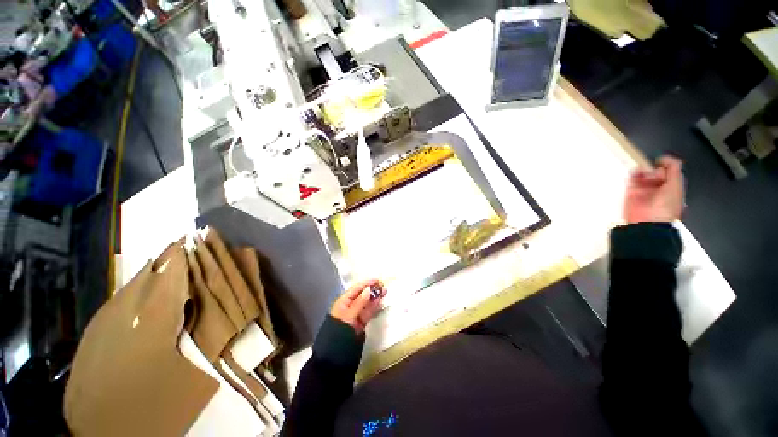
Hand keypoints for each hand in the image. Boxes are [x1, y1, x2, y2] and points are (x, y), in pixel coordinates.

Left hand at [330, 279, 385, 333]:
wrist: (338, 350)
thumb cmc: (340, 328)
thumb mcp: (349, 314)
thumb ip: (360, 302)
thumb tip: (369, 289)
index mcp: (344, 300)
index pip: (356, 288)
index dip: (366, 283)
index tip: (376, 279)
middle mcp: (351, 304)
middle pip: (363, 294)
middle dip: (372, 289)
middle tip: (382, 285)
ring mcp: (357, 312)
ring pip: (368, 302)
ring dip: (376, 296)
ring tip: (384, 290)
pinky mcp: (362, 320)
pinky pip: (369, 310)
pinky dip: (375, 305)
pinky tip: (380, 300)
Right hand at [624, 156, 684, 223]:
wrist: (648, 221)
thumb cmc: (665, 209)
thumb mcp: (676, 186)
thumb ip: (673, 170)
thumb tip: (666, 158)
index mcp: (673, 188)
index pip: (670, 172)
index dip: (667, 166)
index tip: (661, 162)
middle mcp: (659, 188)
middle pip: (656, 172)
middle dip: (654, 170)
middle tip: (653, 174)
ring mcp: (645, 191)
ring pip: (644, 175)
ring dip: (643, 171)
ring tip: (643, 172)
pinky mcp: (632, 193)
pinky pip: (632, 180)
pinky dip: (633, 174)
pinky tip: (635, 172)